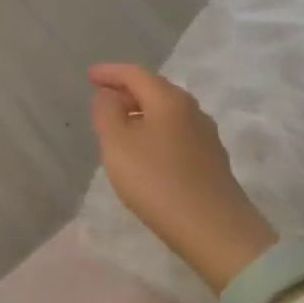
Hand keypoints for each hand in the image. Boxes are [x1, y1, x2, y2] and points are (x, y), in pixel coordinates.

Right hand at [89, 63, 276, 291]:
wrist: (214, 229)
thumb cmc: (156, 180)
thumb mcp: (117, 144)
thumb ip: (106, 113)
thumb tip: (107, 96)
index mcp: (168, 99)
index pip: (135, 73)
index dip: (109, 72)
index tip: (90, 76)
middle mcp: (191, 109)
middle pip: (154, 89)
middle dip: (126, 91)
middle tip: (101, 100)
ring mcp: (205, 134)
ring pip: (166, 111)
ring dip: (140, 112)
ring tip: (119, 127)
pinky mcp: (211, 159)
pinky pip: (175, 131)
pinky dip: (154, 130)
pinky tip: (144, 150)